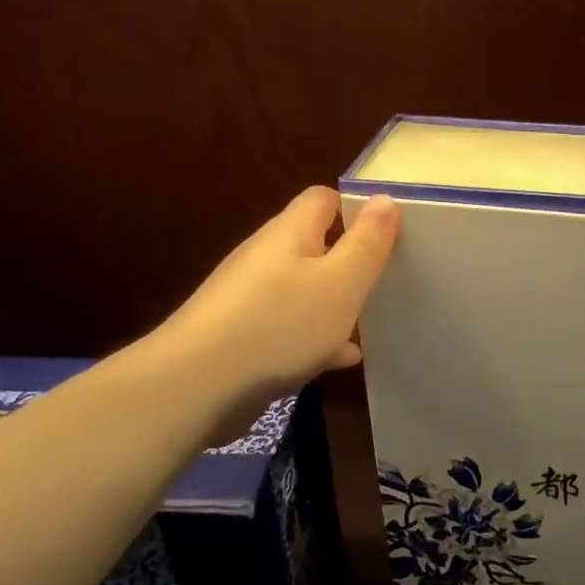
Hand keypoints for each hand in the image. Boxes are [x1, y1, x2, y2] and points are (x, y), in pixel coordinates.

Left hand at [154, 188, 399, 406]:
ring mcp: (248, 298)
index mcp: (289, 233)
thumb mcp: (340, 282)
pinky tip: (338, 359)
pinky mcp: (240, 337)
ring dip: (333, 302)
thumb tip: (384, 197)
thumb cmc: (280, 324)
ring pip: (302, 289)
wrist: (196, 386)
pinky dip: (315, 337)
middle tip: (384, 280)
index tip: (387, 234)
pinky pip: (288, 327)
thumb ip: (366, 242)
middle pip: (312, 244)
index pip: (322, 199)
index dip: (355, 209)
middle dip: (348, 259)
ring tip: (368, 321)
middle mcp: (265, 257)